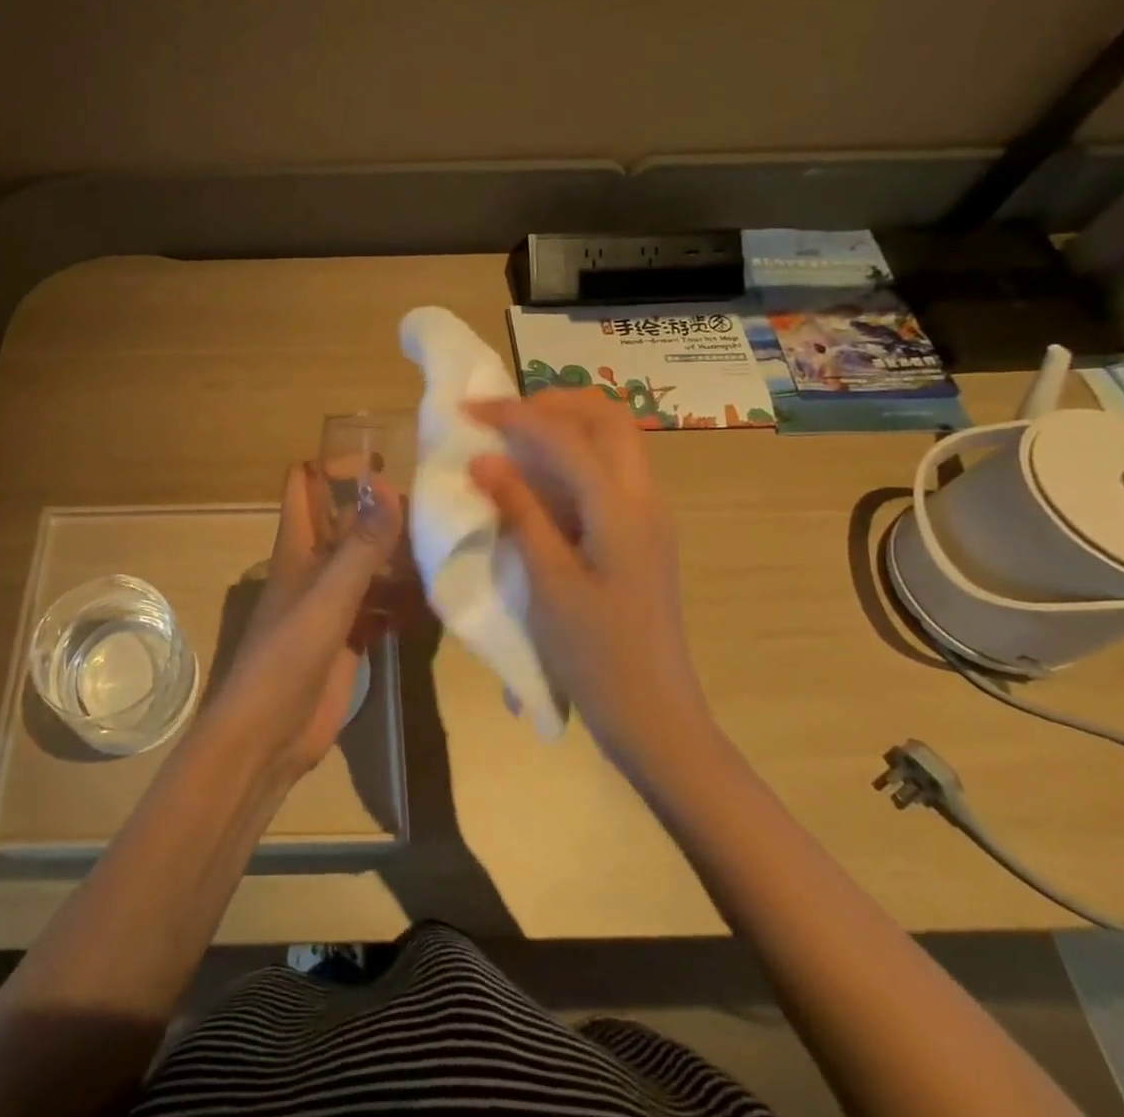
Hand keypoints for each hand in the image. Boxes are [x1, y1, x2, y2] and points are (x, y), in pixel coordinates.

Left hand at [209, 462, 404, 782]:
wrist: (267, 737)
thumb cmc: (287, 657)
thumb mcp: (328, 598)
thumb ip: (361, 547)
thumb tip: (390, 488)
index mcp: (297, 547)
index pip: (304, 484)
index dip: (333, 465)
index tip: (382, 462)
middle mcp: (314, 567)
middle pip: (347, 523)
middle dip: (383, 511)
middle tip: (435, 506)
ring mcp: (332, 604)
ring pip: (368, 565)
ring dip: (399, 557)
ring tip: (446, 547)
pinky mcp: (349, 637)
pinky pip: (380, 606)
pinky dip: (403, 601)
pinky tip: (436, 601)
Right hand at [466, 388, 712, 775]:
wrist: (655, 718)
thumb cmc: (597, 656)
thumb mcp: (549, 583)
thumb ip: (520, 513)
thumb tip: (485, 459)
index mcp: (622, 510)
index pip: (567, 436)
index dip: (514, 414)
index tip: (467, 409)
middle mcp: (644, 499)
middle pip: (607, 418)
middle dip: (552, 404)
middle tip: (501, 418)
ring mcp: (648, 516)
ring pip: (612, 441)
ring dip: (564, 427)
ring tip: (511, 440)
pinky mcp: (641, 535)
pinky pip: (608, 472)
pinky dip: (571, 458)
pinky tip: (537, 481)